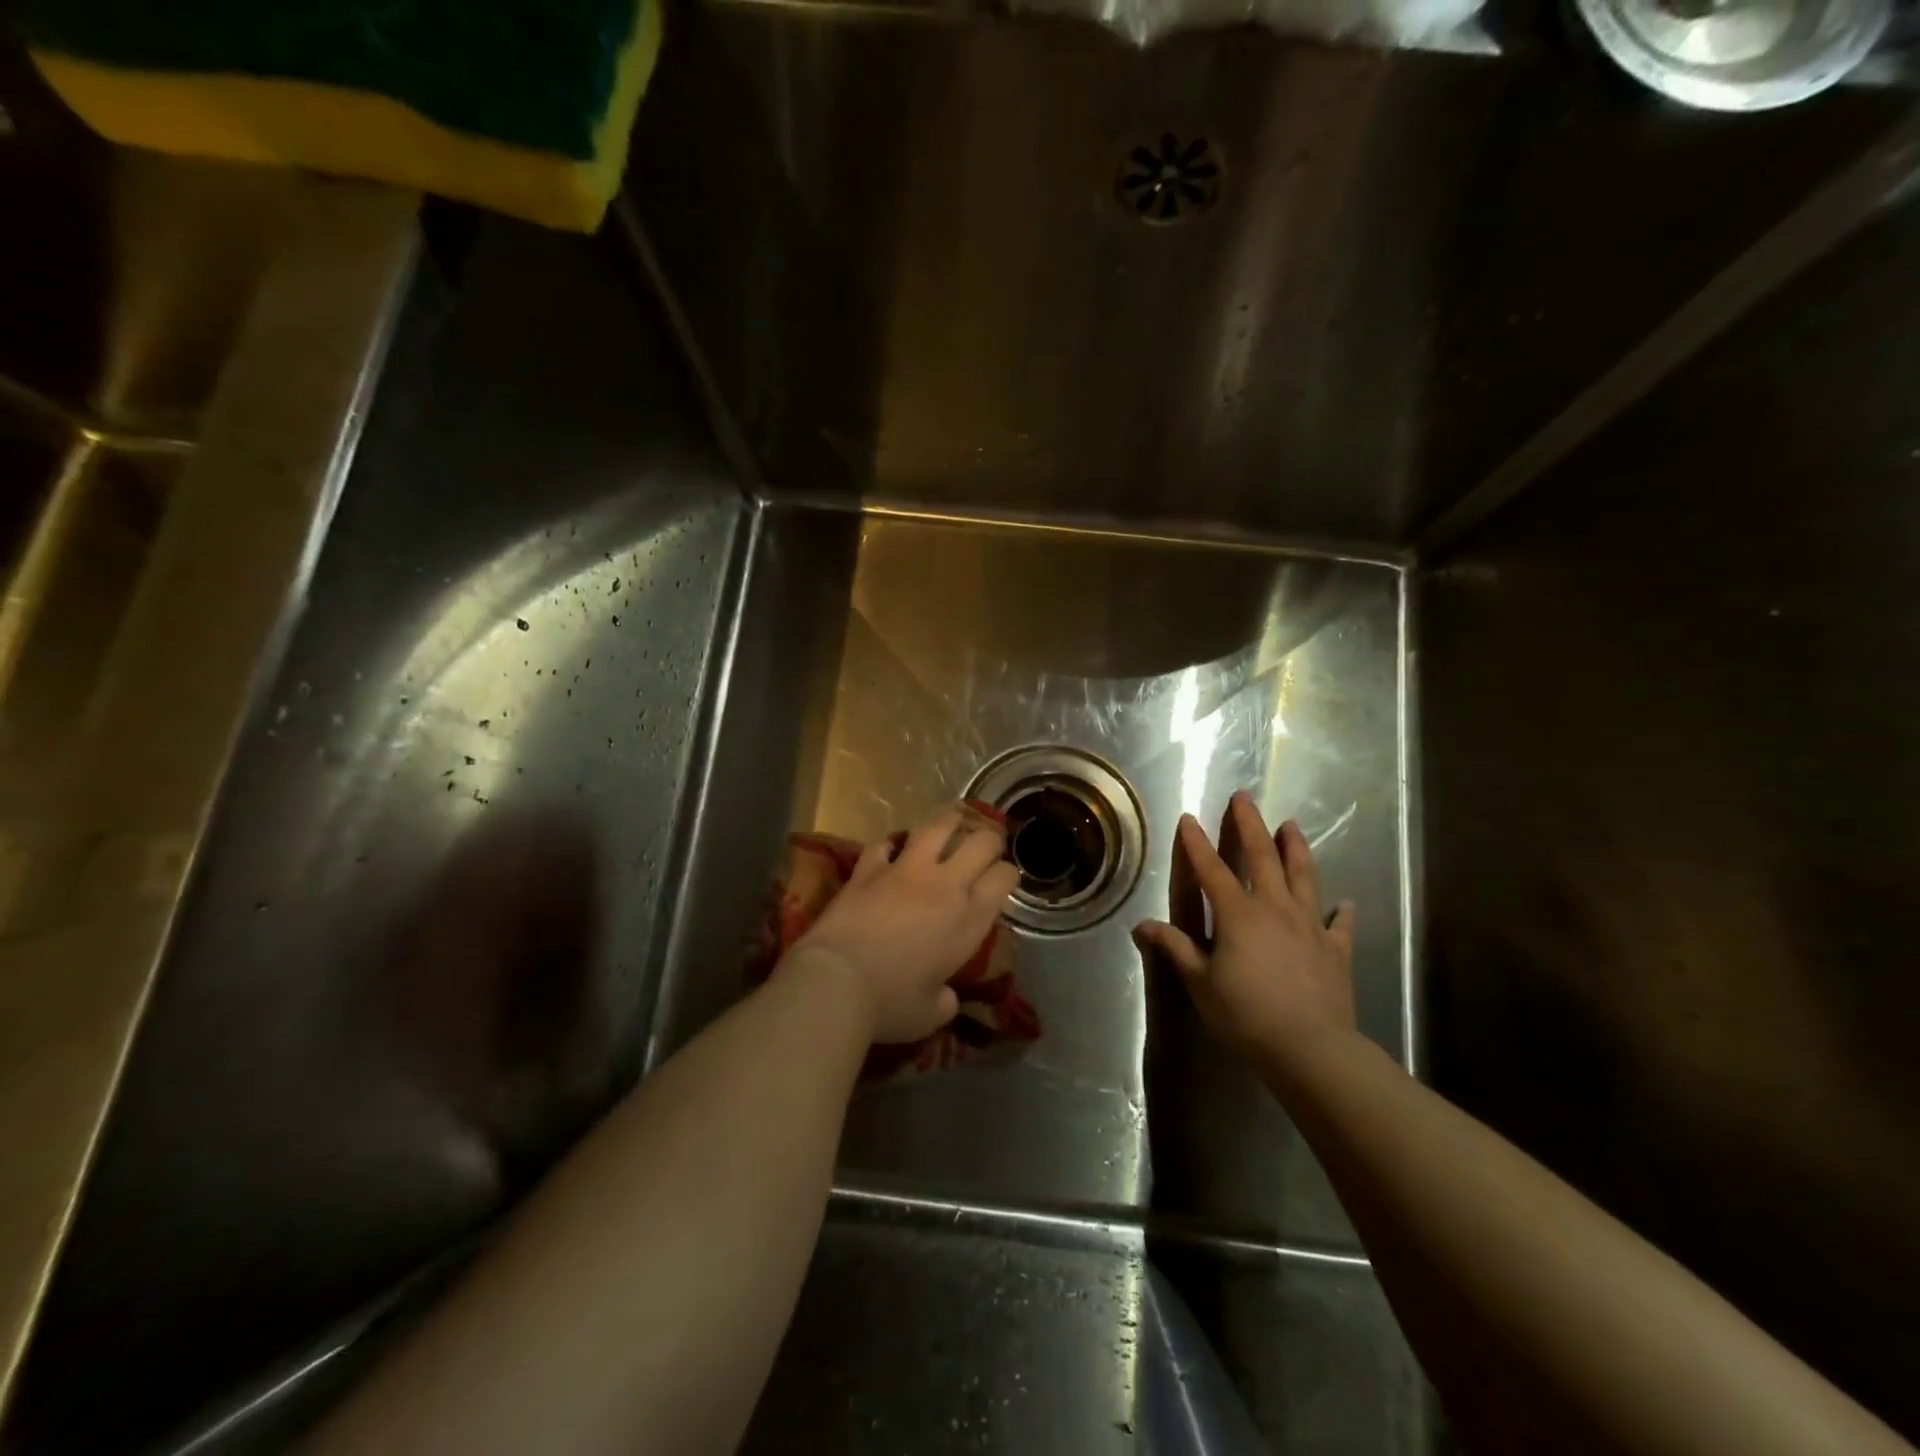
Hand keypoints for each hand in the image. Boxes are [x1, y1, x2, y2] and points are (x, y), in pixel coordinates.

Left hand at [785, 805, 1020, 1043]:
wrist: (837, 982)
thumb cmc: (890, 1004)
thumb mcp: (928, 1015)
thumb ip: (944, 1001)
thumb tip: (945, 998)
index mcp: (968, 920)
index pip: (1003, 878)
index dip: (1007, 874)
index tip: (1002, 880)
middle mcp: (944, 886)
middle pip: (981, 842)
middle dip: (989, 840)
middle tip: (984, 847)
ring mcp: (905, 871)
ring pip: (937, 826)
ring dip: (949, 820)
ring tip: (952, 820)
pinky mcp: (868, 868)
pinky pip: (884, 843)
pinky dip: (890, 844)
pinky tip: (892, 849)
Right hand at [1134, 790, 1356, 1058]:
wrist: (1311, 1048)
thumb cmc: (1246, 1014)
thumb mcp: (1201, 982)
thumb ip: (1176, 949)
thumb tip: (1143, 925)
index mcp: (1238, 914)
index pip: (1211, 869)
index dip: (1197, 843)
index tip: (1188, 818)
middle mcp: (1275, 908)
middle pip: (1262, 857)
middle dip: (1250, 825)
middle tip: (1244, 797)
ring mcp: (1310, 926)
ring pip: (1304, 876)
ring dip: (1295, 848)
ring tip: (1291, 825)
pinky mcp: (1336, 949)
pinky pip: (1340, 924)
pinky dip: (1342, 912)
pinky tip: (1346, 903)